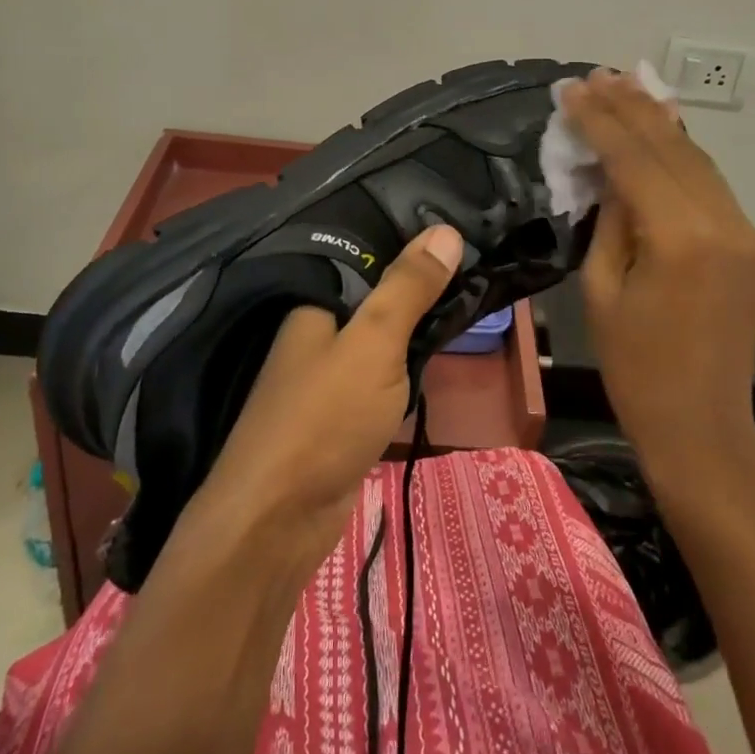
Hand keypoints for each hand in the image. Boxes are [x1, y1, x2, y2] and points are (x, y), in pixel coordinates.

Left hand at [192, 224, 464, 572]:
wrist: (276, 524)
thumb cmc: (324, 418)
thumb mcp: (374, 342)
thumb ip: (408, 288)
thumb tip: (447, 229)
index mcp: (314, 303)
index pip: (368, 257)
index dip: (411, 245)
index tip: (461, 231)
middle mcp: (316, 332)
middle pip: (376, 298)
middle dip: (420, 287)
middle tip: (478, 265)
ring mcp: (327, 376)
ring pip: (382, 339)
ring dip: (416, 328)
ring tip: (469, 297)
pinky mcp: (341, 415)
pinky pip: (381, 375)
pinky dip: (406, 366)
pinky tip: (436, 354)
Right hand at [560, 70, 754, 471]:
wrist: (702, 424)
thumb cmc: (635, 366)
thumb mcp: (601, 288)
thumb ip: (610, 218)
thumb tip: (609, 169)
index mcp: (680, 239)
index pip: (635, 159)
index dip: (600, 120)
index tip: (571, 89)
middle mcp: (722, 223)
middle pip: (671, 147)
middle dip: (629, 107)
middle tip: (595, 75)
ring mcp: (745, 230)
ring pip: (696, 157)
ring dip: (658, 120)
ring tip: (623, 86)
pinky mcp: (750, 241)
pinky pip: (709, 182)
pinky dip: (680, 151)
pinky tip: (659, 126)